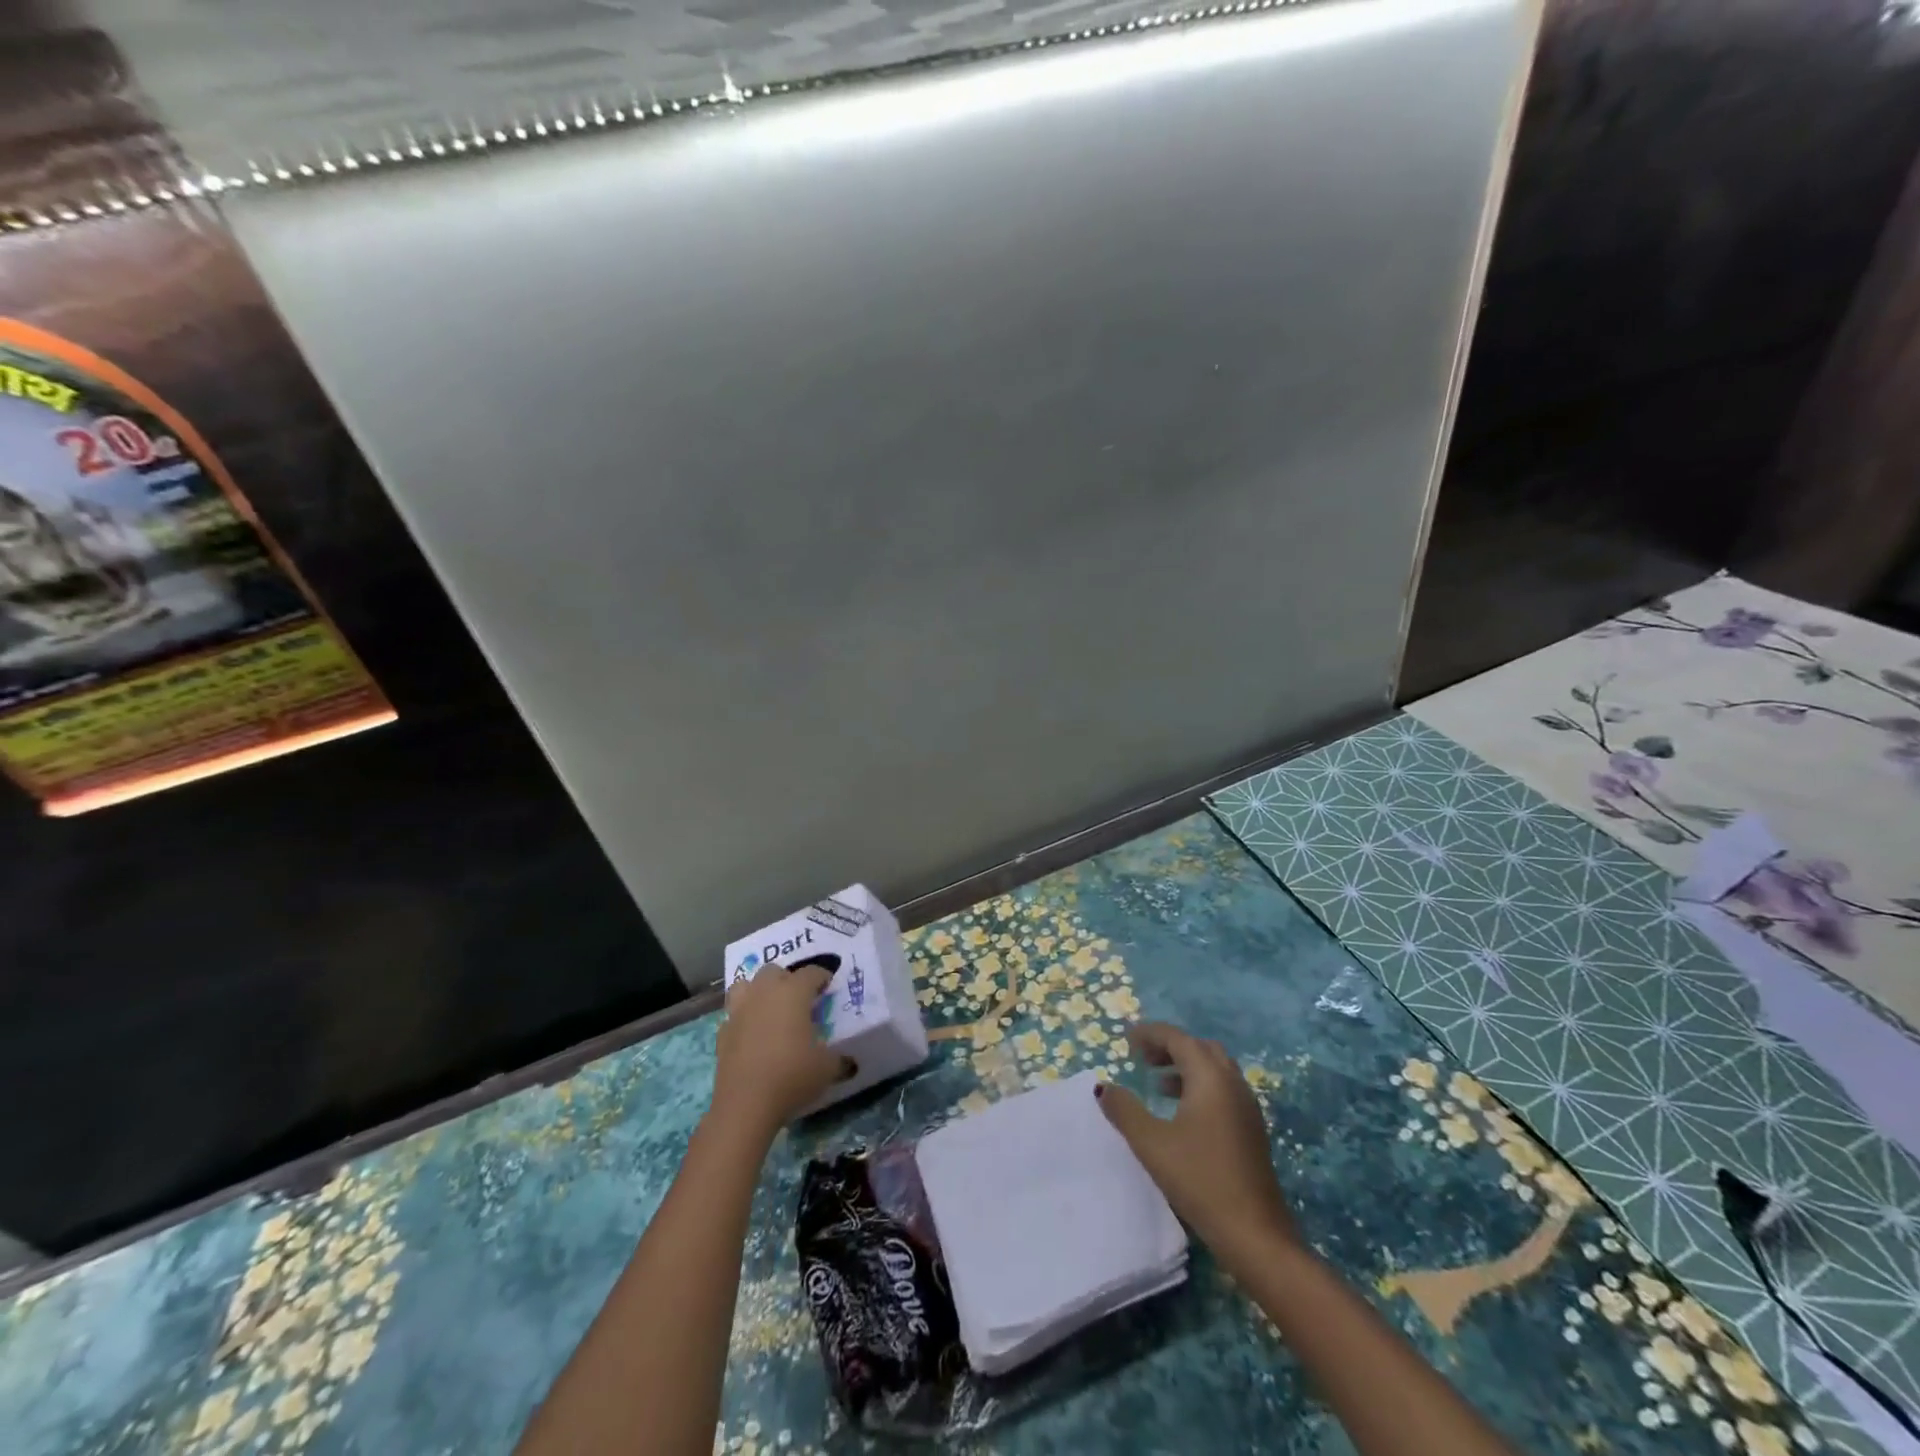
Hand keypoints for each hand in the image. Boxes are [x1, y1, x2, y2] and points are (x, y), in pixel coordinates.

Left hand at [710, 962, 848, 1138]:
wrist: (746, 1104)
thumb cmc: (792, 1076)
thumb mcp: (827, 1068)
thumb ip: (839, 1060)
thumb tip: (849, 1063)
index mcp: (793, 992)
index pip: (811, 972)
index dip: (822, 976)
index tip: (829, 985)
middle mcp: (764, 993)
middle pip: (774, 971)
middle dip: (787, 979)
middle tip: (799, 998)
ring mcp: (739, 1012)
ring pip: (746, 985)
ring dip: (758, 990)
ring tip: (770, 1007)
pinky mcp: (721, 1033)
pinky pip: (733, 1015)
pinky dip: (743, 1019)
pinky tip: (751, 1034)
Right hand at [1095, 1022, 1298, 1263]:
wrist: (1255, 1234)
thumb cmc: (1200, 1180)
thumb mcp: (1152, 1144)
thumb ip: (1124, 1110)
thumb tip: (1104, 1087)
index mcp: (1210, 1078)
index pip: (1177, 1038)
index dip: (1150, 1033)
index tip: (1126, 1040)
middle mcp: (1232, 1083)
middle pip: (1199, 1047)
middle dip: (1170, 1046)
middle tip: (1143, 1059)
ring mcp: (1247, 1106)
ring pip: (1214, 1068)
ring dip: (1186, 1066)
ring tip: (1158, 1084)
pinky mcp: (1252, 1129)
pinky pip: (1223, 1089)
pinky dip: (1200, 1085)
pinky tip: (1183, 1113)